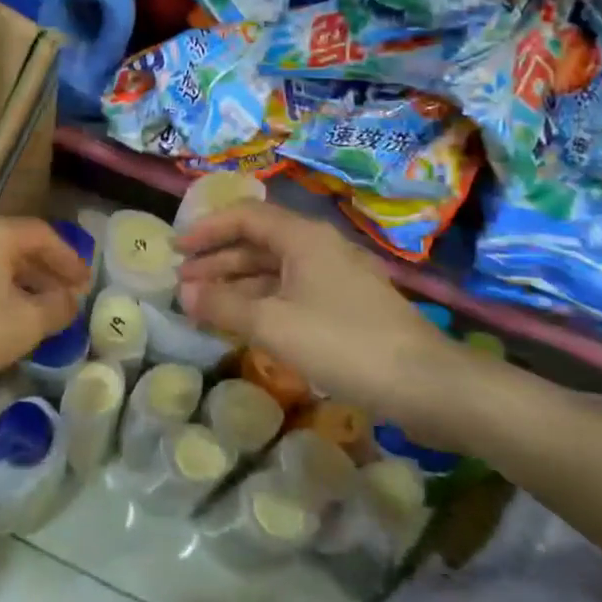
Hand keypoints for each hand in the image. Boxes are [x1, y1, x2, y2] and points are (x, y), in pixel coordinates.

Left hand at [0, 215, 89, 408]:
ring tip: (41, 310)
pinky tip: (3, 317)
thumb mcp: (24, 324)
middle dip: (48, 270)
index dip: (70, 259)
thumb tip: (71, 299)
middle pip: (20, 244)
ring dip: (24, 282)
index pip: (44, 235)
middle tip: (69, 296)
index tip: (86, 283)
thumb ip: (57, 308)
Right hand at [176, 202, 475, 446]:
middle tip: (183, 283)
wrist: (426, 384)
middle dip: (218, 259)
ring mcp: (335, 276)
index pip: (244, 216)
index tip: (175, 250)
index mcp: (302, 237)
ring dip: (237, 283)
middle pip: (258, 241)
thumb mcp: (274, 324)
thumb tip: (185, 292)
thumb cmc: (344, 344)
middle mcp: (318, 247)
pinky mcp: (346, 305)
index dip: (206, 229)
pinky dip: (261, 301)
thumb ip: (224, 305)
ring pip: (274, 269)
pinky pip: (291, 291)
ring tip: (204, 304)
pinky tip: (244, 322)